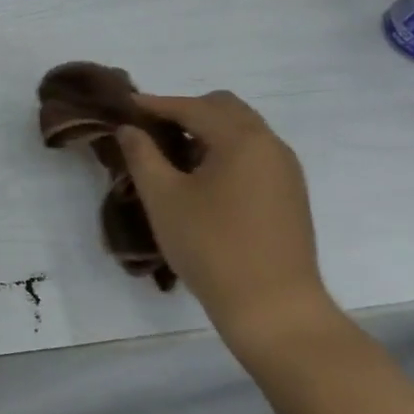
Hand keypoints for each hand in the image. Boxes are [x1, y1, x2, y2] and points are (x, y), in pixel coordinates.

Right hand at [115, 90, 337, 359]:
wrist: (274, 308)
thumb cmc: (211, 247)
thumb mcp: (163, 198)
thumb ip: (142, 154)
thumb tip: (130, 128)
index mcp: (241, 139)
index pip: (191, 107)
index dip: (154, 104)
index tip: (124, 106)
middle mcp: (270, 144)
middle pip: (224, 108)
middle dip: (185, 111)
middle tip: (150, 130)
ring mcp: (285, 170)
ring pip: (242, 130)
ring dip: (206, 131)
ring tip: (172, 156)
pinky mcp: (289, 193)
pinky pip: (253, 153)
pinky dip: (225, 151)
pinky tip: (202, 179)